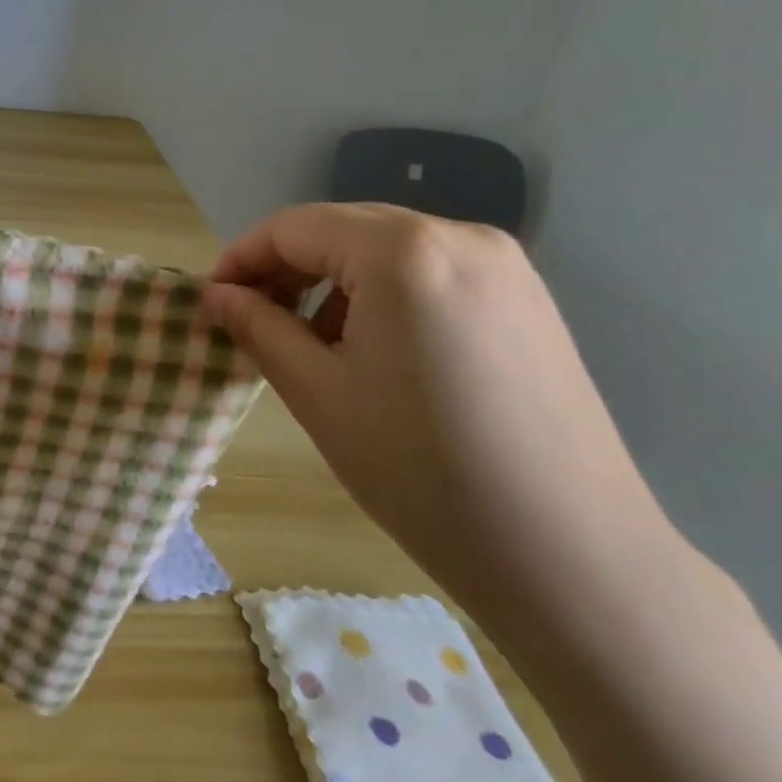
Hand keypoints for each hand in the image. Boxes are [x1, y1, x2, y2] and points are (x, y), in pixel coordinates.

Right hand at [203, 202, 681, 634]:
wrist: (569, 555)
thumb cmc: (420, 470)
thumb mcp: (317, 392)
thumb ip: (258, 327)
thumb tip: (217, 294)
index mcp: (403, 251)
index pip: (295, 226)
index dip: (242, 257)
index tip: (213, 300)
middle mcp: (460, 236)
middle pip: (343, 229)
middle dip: (286, 268)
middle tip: (251, 320)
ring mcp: (505, 266)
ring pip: (387, 250)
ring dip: (334, 282)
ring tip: (313, 344)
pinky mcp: (527, 300)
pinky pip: (432, 273)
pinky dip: (384, 295)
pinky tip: (376, 351)